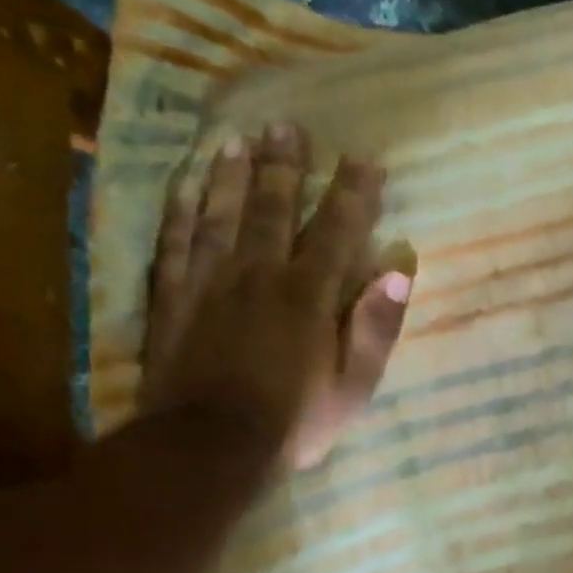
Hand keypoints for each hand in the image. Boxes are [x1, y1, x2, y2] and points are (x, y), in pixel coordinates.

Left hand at [139, 123, 412, 470]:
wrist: (209, 446)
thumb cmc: (294, 420)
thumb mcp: (354, 386)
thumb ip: (376, 327)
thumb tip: (400, 272)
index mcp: (308, 295)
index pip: (337, 231)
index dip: (353, 193)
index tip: (365, 159)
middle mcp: (259, 274)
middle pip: (274, 209)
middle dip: (286, 167)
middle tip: (289, 126)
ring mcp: (209, 281)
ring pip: (221, 214)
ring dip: (231, 175)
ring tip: (238, 139)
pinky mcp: (172, 297)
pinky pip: (174, 242)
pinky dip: (180, 209)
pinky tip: (185, 184)